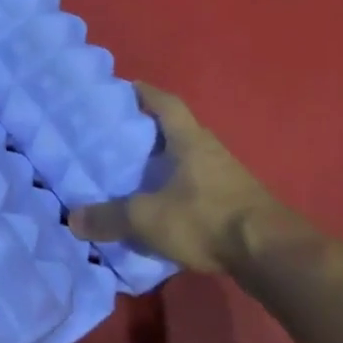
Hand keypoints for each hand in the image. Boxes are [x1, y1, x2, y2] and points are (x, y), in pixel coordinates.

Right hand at [70, 82, 282, 273]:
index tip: (126, 88)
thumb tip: (72, 219)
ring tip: (134, 173)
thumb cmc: (206, 219)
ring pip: (188, 161)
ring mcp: (227, 178)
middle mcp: (210, 151)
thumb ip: (109, 217)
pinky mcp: (235, 203)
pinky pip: (197, 187)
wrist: (270, 254)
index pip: (166, 104)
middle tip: (118, 136)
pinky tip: (161, 205)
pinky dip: (177, 190)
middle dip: (149, 132)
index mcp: (190, 141)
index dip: (146, 93)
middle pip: (177, 131)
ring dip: (164, 163)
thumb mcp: (147, 218)